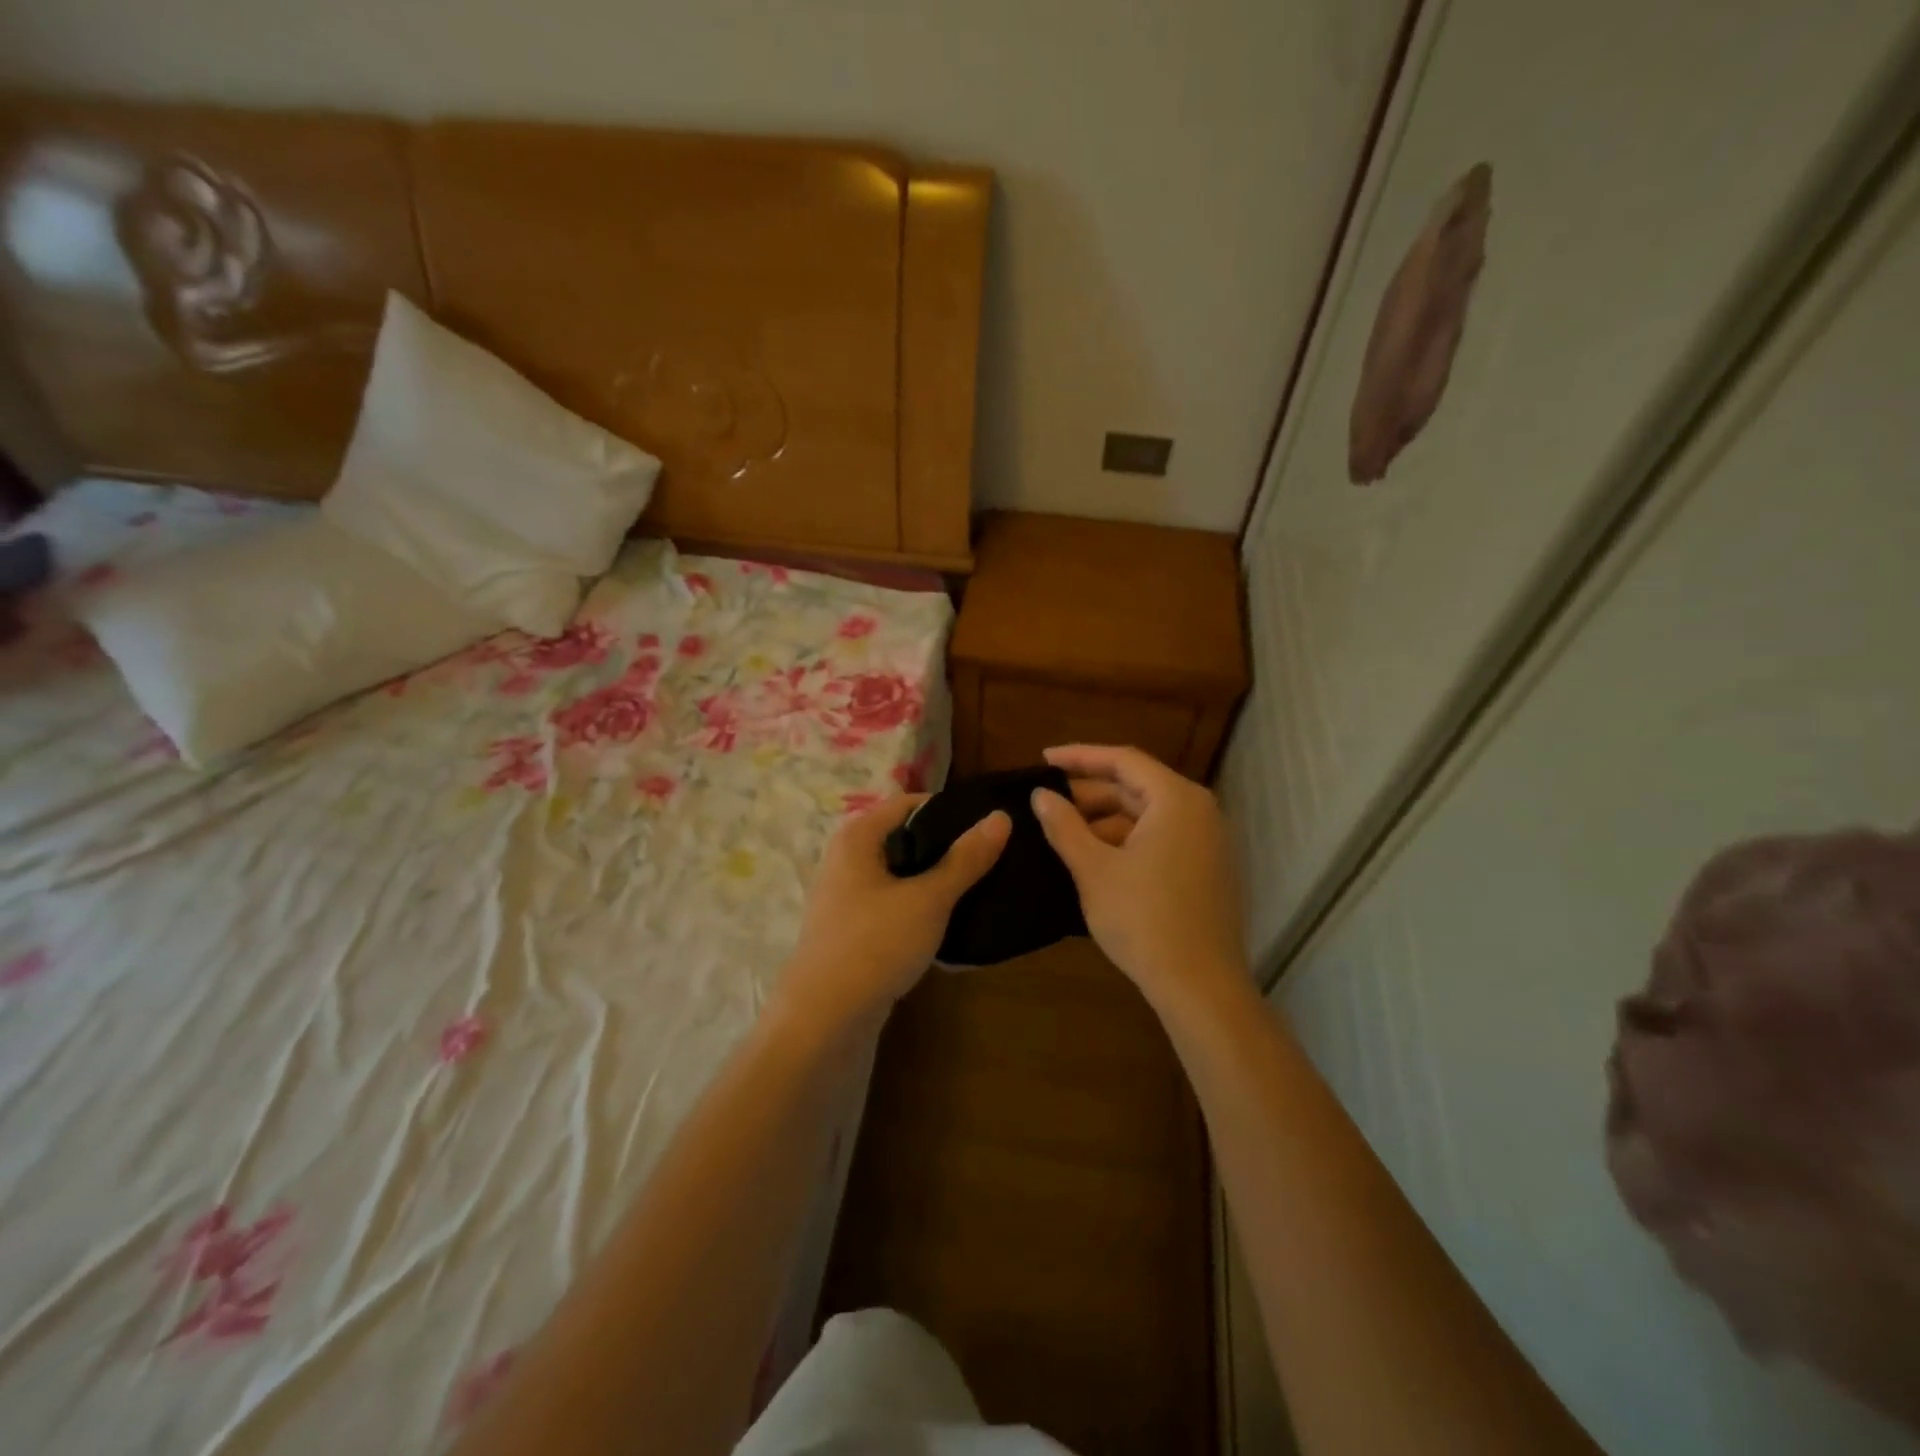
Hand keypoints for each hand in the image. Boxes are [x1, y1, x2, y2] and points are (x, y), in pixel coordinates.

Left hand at [779, 794, 1010, 1028]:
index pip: (908, 803)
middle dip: (945, 847)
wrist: (824, 1022)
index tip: (988, 823)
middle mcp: (845, 860)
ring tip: (980, 888)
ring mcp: (846, 899)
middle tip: (991, 857)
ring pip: (900, 876)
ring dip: (935, 881)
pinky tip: (951, 924)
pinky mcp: (852, 932)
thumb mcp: (928, 899)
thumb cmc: (875, 945)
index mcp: (856, 838)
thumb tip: (1000, 817)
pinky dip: (920, 909)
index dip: (949, 809)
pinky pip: (893, 906)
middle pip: (904, 839)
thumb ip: (965, 858)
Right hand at [1032, 744, 1247, 1011]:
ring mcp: (1206, 843)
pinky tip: (1093, 858)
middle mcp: (1199, 812)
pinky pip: (1160, 839)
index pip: (1123, 760)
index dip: (1079, 756)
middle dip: (1090, 793)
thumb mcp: (1093, 869)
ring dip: (1104, 821)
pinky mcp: (1206, 871)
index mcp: (1176, 800)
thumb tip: (1040, 796)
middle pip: (1137, 787)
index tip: (1043, 760)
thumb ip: (1064, 826)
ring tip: (1062, 833)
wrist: (1200, 986)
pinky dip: (1126, 842)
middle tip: (1047, 801)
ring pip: (1147, 816)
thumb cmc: (1143, 919)